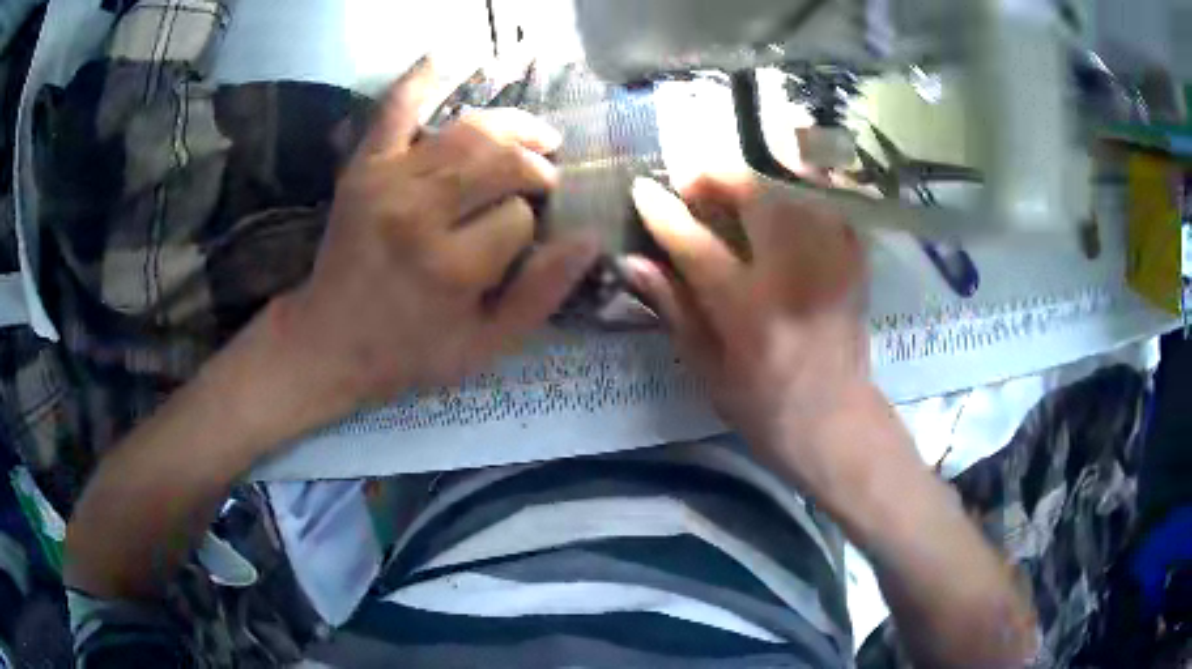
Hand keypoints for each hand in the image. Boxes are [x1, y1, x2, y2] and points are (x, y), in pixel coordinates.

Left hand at [273, 59, 599, 414]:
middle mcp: (419, 211)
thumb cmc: (410, 350)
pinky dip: (425, 76)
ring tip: (532, 137)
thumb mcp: (486, 346)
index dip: (531, 222)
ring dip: (511, 128)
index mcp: (452, 266)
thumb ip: (541, 294)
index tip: (524, 238)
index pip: (520, 215)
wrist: (330, 339)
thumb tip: (589, 238)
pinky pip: (397, 106)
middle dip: (534, 164)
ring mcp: (386, 179)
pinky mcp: (363, 165)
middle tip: (544, 176)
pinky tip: (453, 54)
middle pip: (501, 159)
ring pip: (469, 130)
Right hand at [626, 174, 879, 488]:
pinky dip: (803, 198)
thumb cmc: (764, 409)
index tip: (642, 188)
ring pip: (795, 193)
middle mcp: (793, 278)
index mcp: (748, 311)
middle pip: (756, 197)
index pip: (697, 244)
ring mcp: (830, 266)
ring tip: (737, 190)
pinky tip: (786, 204)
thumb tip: (634, 263)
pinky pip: (829, 209)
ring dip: (759, 181)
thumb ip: (675, 309)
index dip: (664, 212)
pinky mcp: (854, 266)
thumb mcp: (708, 370)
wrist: (836, 424)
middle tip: (695, 181)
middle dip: (718, 176)